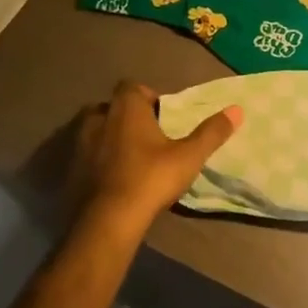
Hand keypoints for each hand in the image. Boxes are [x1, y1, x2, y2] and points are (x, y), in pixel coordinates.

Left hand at [66, 80, 241, 235]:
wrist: (106, 222)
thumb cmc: (150, 178)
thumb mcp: (189, 156)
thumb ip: (212, 132)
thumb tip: (237, 109)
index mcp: (126, 108)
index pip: (132, 86)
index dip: (147, 95)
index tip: (161, 113)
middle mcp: (98, 119)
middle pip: (111, 107)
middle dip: (126, 116)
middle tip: (146, 135)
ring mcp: (79, 145)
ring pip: (94, 131)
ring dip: (109, 138)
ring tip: (129, 157)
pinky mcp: (70, 171)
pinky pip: (85, 156)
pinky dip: (97, 161)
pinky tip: (113, 179)